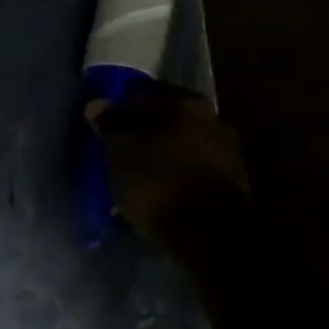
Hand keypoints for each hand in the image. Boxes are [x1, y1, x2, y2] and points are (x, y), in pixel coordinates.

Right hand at [88, 80, 248, 251]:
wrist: (209, 234)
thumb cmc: (157, 182)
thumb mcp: (120, 151)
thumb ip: (110, 124)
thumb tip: (98, 104)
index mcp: (184, 103)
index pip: (141, 93)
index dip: (118, 108)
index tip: (102, 127)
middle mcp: (212, 119)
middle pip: (165, 119)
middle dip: (141, 132)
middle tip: (117, 151)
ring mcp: (226, 151)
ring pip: (179, 144)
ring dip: (159, 154)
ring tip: (135, 176)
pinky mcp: (231, 182)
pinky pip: (191, 168)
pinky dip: (173, 174)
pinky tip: (158, 191)